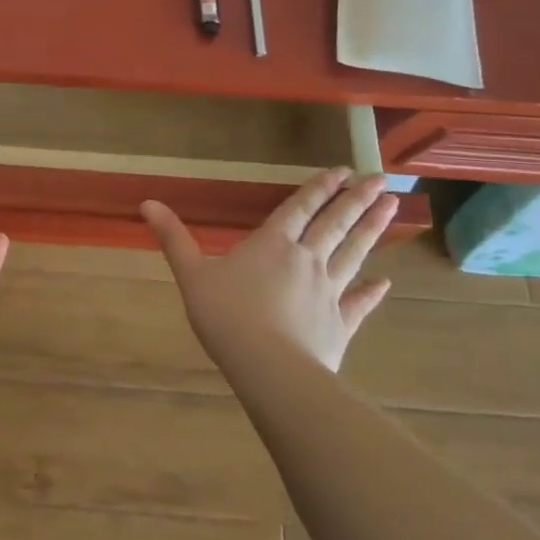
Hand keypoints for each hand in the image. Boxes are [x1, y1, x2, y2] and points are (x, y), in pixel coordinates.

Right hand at [141, 170, 396, 373]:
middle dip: (356, 200)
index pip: (299, 208)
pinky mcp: (338, 324)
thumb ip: (173, 237)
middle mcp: (306, 260)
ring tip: (393, 208)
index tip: (344, 170)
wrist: (269, 369)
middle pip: (335, 224)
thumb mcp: (191, 273)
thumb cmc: (226, 316)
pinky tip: (386, 283)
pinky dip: (372, 293)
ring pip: (353, 253)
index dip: (320, 188)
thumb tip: (146, 202)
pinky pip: (358, 304)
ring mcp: (327, 292)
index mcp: (272, 243)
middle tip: (381, 180)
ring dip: (372, 230)